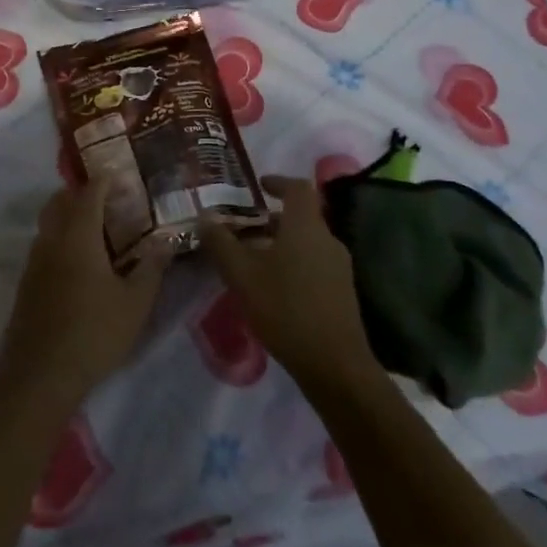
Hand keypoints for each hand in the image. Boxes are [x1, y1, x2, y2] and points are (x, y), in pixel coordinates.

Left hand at [0, 180, 170, 410]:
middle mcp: (52, 240)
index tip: (120, 176)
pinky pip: (44, 243)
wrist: (40, 373)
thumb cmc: (94, 333)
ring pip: (49, 222)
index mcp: (79, 237)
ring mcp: (35, 260)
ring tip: (96, 228)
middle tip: (108, 199)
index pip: (89, 194)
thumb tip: (167, 240)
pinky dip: (60, 237)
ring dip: (68, 214)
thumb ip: (152, 267)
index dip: (104, 181)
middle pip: (60, 201)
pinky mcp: (27, 281)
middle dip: (81, 193)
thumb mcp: (135, 303)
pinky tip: (79, 260)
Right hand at [200, 176, 379, 396]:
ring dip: (280, 243)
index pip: (298, 188)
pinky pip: (313, 263)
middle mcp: (327, 239)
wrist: (334, 364)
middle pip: (300, 217)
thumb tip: (205, 217)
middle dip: (271, 219)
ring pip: (306, 242)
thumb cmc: (285, 308)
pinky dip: (292, 263)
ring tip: (251, 259)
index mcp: (306, 226)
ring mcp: (338, 267)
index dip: (278, 181)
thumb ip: (221, 243)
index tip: (258, 186)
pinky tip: (272, 287)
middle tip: (242, 228)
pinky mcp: (341, 291)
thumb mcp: (242, 275)